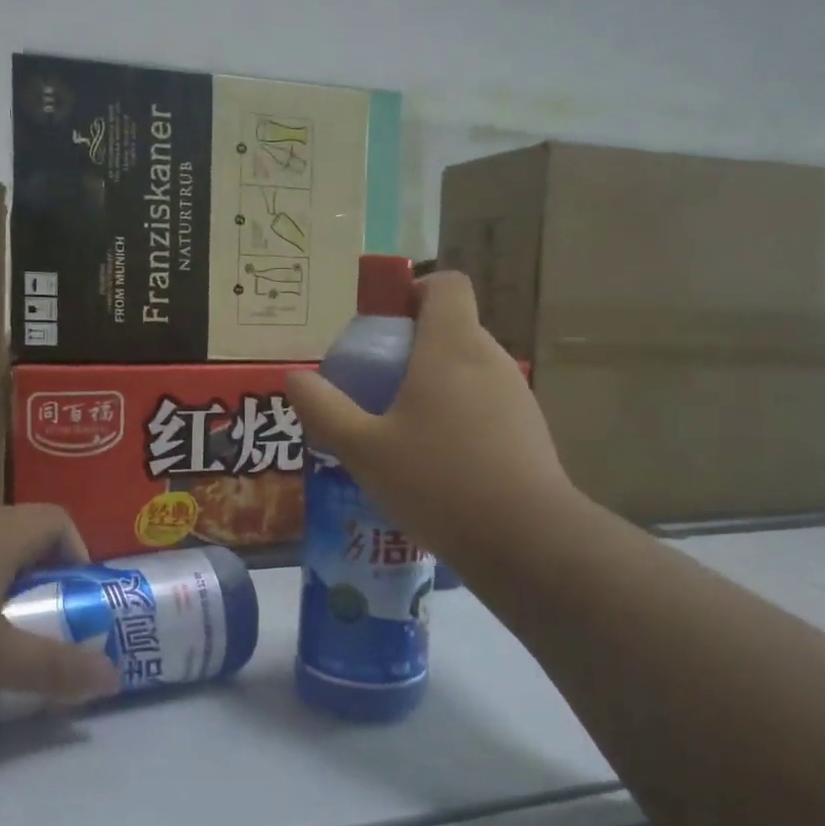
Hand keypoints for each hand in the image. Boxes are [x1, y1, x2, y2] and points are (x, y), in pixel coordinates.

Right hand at [285, 272, 578, 573]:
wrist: (526, 540)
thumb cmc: (438, 481)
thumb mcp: (363, 450)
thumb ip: (325, 410)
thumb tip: (295, 378)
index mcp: (452, 347)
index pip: (446, 285)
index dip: (414, 291)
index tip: (384, 324)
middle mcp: (490, 359)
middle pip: (453, 327)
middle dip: (414, 346)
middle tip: (378, 385)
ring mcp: (516, 395)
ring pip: (469, 369)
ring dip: (436, 384)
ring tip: (403, 430)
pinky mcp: (529, 430)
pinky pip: (486, 403)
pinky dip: (460, 415)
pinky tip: (438, 462)